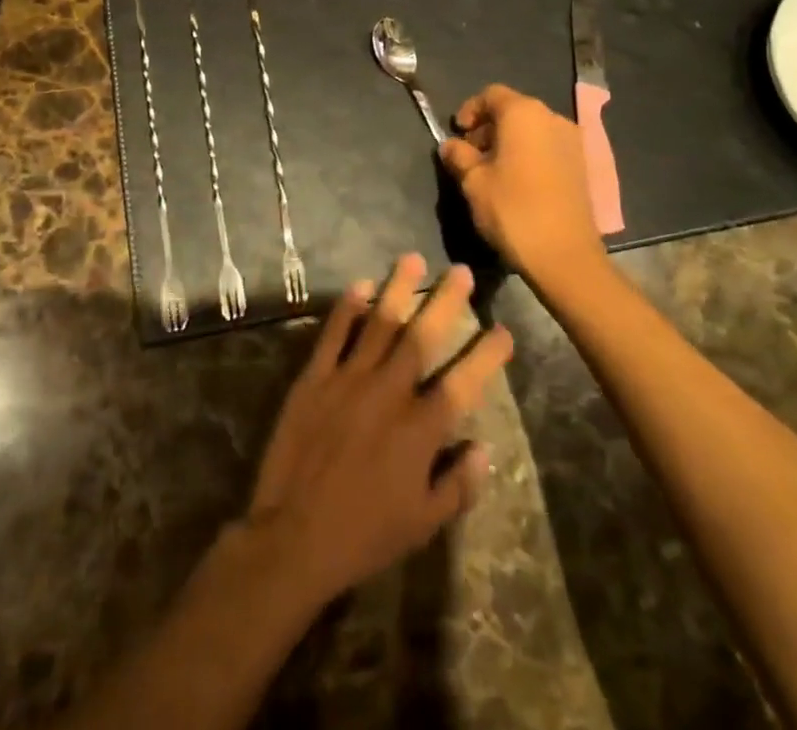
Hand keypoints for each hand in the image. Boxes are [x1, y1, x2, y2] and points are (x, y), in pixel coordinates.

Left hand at [244, 255, 512, 607]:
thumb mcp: (423, 523)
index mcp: (419, 430)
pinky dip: (347, 308)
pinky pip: (333, 334)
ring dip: (398, 289)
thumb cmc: (364, 534)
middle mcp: (388, 393)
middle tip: (460, 271)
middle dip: (445, 302)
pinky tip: (360, 285)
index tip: (503, 329)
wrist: (293, 536)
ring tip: (412, 258)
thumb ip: (458, 485)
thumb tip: (484, 447)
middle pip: (422, 337)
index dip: (486, 355)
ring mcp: (348, 380)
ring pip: (379, 324)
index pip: (463, 382)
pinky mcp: (314, 378)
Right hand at [439, 84, 606, 285]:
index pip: (491, 94)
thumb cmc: (513, 210)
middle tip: (471, 155)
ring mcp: (572, 141)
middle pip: (513, 109)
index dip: (469, 110)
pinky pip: (548, 146)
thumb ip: (458, 156)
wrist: (565, 255)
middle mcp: (552, 118)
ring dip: (509, 141)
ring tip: (492, 171)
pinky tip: (517, 182)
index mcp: (523, 113)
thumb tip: (450, 145)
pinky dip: (529, 154)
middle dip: (488, 127)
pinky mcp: (582, 165)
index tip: (457, 134)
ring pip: (532, 129)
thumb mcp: (473, 182)